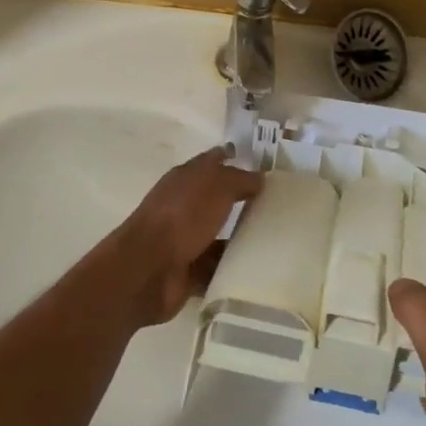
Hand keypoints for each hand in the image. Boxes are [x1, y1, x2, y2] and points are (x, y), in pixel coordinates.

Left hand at [109, 147, 261, 327]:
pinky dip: (232, 268)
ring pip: (218, 234)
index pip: (213, 160)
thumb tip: (260, 178)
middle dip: (242, 200)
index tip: (260, 163)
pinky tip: (258, 268)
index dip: (233, 157)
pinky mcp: (187, 268)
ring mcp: (183, 237)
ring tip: (273, 241)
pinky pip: (217, 266)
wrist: (149, 267)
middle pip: (217, 198)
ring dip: (239, 238)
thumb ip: (241, 179)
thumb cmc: (183, 216)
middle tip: (276, 205)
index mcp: (186, 177)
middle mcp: (183, 204)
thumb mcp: (218, 186)